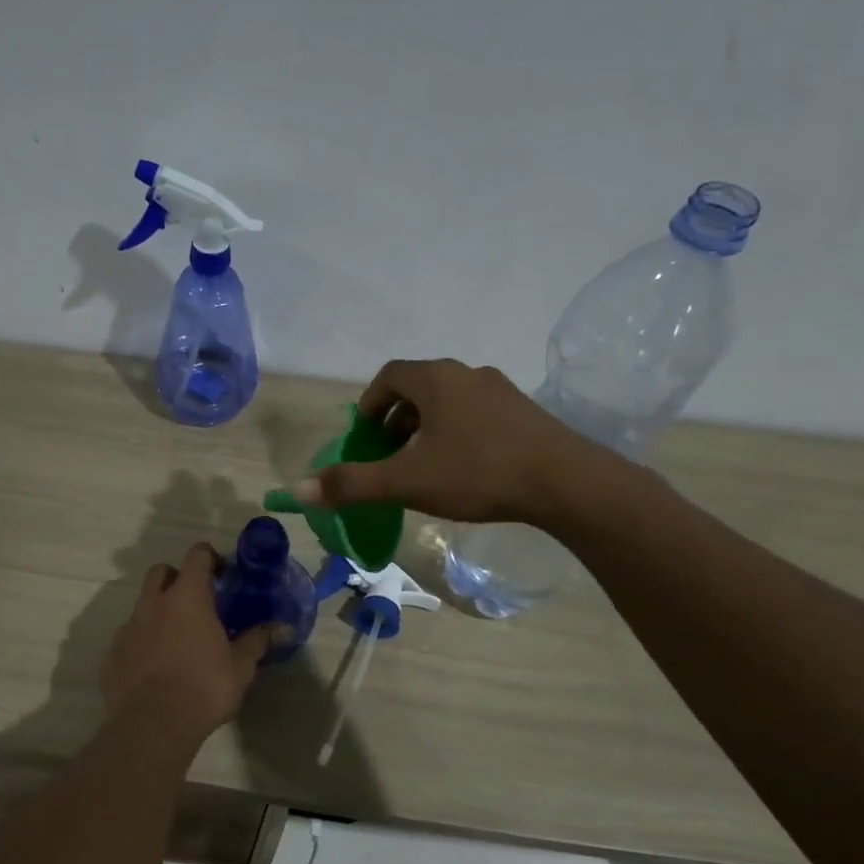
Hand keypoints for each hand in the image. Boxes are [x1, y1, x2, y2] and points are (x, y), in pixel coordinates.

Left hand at [100, 543, 275, 741]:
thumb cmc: (204, 687)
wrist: (153, 725)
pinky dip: (141, 644)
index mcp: (187, 597)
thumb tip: (282, 627)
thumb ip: (258, 641)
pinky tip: (154, 669)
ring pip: (142, 606)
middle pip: (161, 572)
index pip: (197, 555)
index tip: (222, 574)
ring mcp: (128, 627)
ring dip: (158, 613)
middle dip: (177, 578)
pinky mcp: (111, 654)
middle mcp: (153, 603)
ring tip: (176, 641)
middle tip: (196, 602)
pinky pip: (128, 639)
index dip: (210, 558)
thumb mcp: (240, 666)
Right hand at [291, 359, 634, 527]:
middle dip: (395, 418)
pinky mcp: (524, 413)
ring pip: (449, 401)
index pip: (389, 375)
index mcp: (436, 380)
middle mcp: (467, 374)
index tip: (363, 436)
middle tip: (388, 454)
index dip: (369, 403)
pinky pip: (476, 414)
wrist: (566, 482)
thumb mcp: (407, 481)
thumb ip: (352, 484)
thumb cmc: (478, 473)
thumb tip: (298, 489)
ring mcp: (501, 391)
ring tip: (422, 464)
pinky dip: (457, 432)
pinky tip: (463, 468)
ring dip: (426, 426)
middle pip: (419, 387)